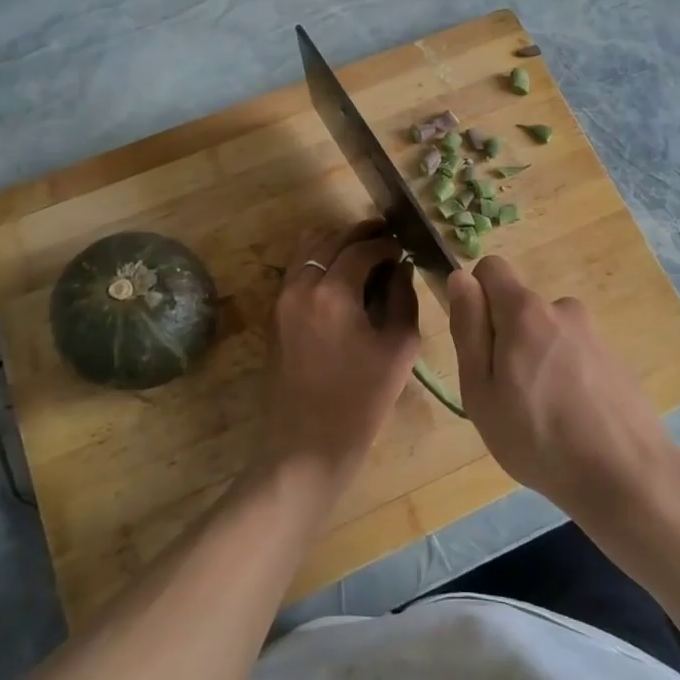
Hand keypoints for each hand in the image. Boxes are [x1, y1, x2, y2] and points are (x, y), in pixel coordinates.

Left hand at [260, 221, 419, 487]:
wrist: (308, 445)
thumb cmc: (361, 401)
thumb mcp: (398, 348)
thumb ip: (403, 298)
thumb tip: (402, 267)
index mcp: (332, 292)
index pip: (362, 248)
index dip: (387, 243)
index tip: (405, 247)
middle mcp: (301, 285)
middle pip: (331, 239)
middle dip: (361, 233)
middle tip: (387, 237)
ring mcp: (282, 299)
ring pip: (307, 248)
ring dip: (337, 242)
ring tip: (365, 252)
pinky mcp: (275, 314)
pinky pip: (297, 269)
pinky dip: (320, 260)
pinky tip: (342, 276)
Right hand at [447, 255, 679, 517]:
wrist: (626, 475)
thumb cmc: (537, 436)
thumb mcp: (481, 389)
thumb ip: (468, 328)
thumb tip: (460, 278)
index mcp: (525, 311)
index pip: (491, 268)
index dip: (476, 297)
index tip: (477, 343)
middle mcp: (563, 309)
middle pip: (520, 308)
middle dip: (506, 338)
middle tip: (506, 395)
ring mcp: (594, 334)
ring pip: (547, 335)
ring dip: (537, 360)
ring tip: (541, 414)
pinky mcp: (615, 360)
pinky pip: (574, 355)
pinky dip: (565, 376)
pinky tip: (572, 421)